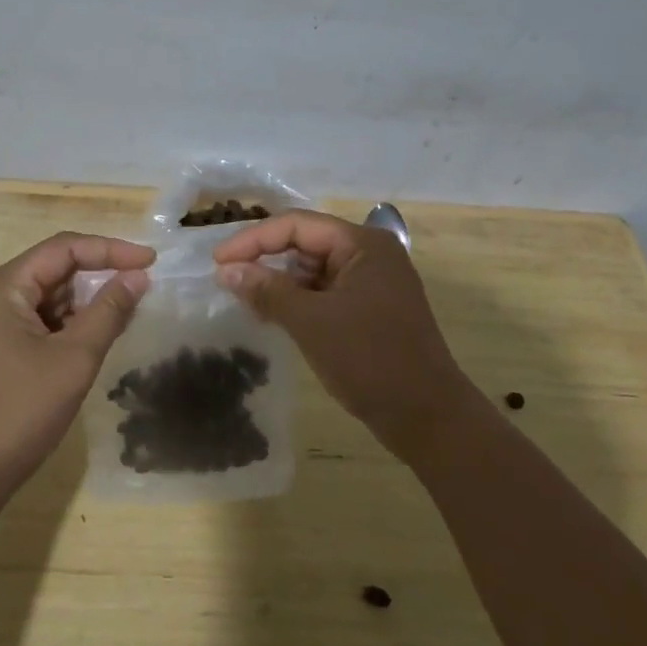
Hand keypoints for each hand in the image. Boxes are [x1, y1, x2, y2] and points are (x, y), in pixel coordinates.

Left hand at [0, 232, 154, 513]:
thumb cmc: (19, 412)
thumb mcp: (74, 359)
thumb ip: (109, 311)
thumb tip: (138, 276)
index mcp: (0, 287)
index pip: (63, 248)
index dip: (110, 250)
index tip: (150, 262)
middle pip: (51, 270)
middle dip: (96, 277)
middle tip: (139, 289)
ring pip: (42, 297)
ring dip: (81, 304)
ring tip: (121, 316)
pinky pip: (31, 321)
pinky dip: (62, 325)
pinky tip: (89, 340)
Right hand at [213, 211, 470, 462]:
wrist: (429, 419)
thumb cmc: (371, 360)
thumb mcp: (312, 323)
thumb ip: (267, 290)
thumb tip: (226, 270)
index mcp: (362, 244)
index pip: (296, 225)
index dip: (253, 239)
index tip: (218, 262)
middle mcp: (369, 254)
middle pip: (305, 243)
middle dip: (266, 259)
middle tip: (228, 280)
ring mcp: (372, 283)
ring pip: (313, 269)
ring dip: (280, 282)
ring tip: (246, 301)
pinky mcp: (370, 309)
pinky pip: (325, 292)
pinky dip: (298, 301)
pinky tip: (273, 316)